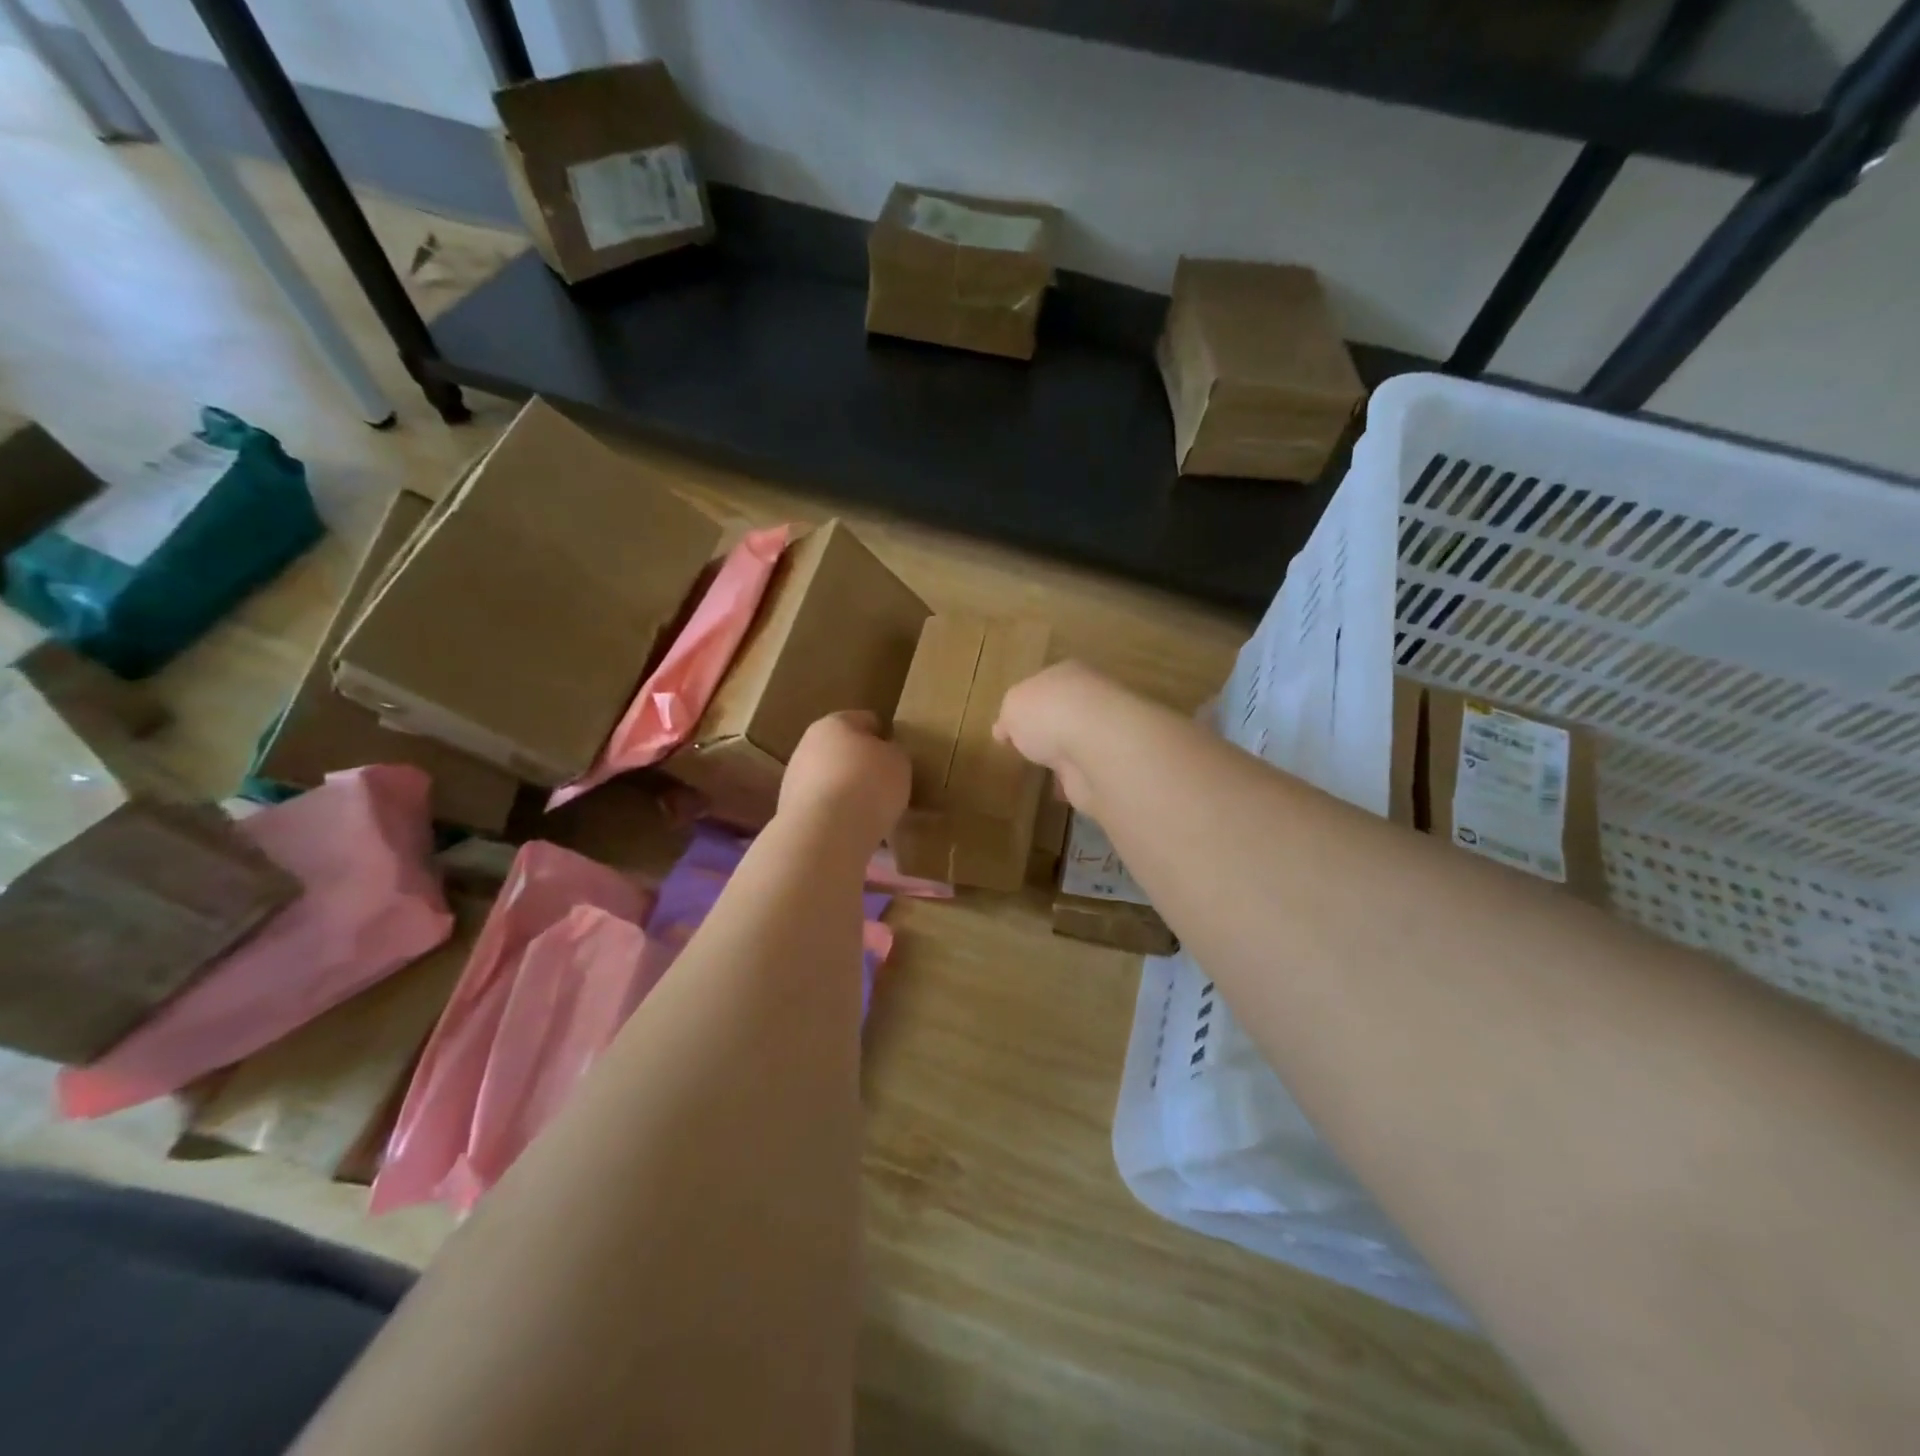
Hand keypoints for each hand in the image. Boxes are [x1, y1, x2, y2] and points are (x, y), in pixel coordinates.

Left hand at [778, 711, 910, 847]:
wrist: (825, 833)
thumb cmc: (868, 784)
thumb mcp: (899, 762)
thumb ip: (893, 753)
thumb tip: (884, 755)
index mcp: (835, 723)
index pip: (866, 719)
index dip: (884, 734)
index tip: (898, 754)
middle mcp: (808, 745)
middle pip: (842, 750)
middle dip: (862, 764)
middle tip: (886, 784)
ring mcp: (794, 779)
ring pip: (830, 780)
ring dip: (848, 791)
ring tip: (872, 812)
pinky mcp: (789, 811)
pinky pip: (823, 807)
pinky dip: (837, 815)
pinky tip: (853, 829)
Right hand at [993, 660, 1126, 807]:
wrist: (1098, 747)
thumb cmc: (1049, 713)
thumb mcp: (1013, 706)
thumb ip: (1008, 717)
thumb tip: (1004, 730)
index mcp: (1067, 674)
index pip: (1044, 685)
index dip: (1026, 704)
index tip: (1011, 725)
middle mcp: (1090, 699)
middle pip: (1063, 713)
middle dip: (1049, 729)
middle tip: (1029, 748)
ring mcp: (1103, 733)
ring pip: (1076, 743)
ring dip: (1063, 756)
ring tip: (1041, 773)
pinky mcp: (1110, 766)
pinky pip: (1084, 772)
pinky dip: (1073, 781)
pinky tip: (1058, 792)